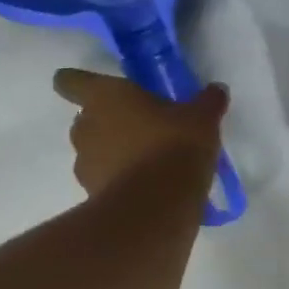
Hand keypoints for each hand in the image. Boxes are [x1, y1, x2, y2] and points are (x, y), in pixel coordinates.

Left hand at [53, 69, 227, 197]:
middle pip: (85, 117)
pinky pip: (103, 178)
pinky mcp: (91, 193)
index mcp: (105, 96)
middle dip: (107, 120)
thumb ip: (208, 101)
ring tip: (145, 158)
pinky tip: (146, 184)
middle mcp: (86, 125)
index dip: (75, 82)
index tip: (88, 86)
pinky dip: (118, 179)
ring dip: (112, 151)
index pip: (71, 81)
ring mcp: (84, 162)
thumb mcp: (202, 118)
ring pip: (93, 149)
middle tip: (139, 124)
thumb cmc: (174, 145)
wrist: (157, 207)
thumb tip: (216, 89)